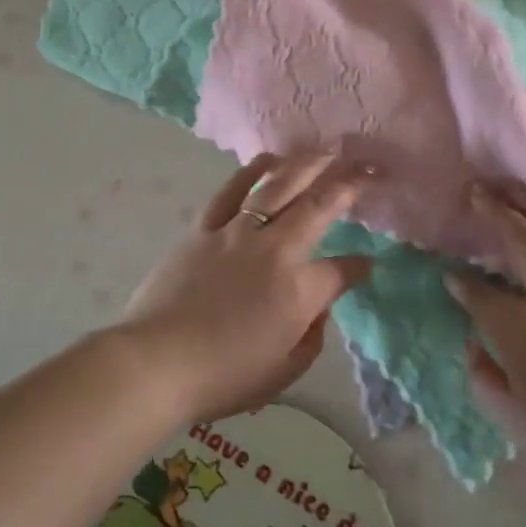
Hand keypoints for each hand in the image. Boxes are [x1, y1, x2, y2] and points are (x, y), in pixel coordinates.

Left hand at [120, 150, 372, 424]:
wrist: (156, 362)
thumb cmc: (223, 376)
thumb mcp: (284, 370)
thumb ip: (312, 336)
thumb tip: (318, 308)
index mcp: (300, 291)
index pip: (343, 269)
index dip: (360, 264)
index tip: (368, 262)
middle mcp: (275, 249)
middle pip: (320, 205)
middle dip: (351, 181)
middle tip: (369, 165)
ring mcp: (237, 232)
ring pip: (279, 186)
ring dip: (308, 163)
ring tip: (328, 150)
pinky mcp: (204, 227)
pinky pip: (232, 190)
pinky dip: (254, 170)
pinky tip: (270, 159)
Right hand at [447, 183, 525, 516]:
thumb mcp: (514, 422)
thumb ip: (484, 377)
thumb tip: (475, 345)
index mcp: (522, 330)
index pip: (481, 294)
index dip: (461, 283)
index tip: (448, 274)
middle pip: (523, 244)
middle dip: (496, 214)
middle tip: (478, 192)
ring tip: (519, 194)